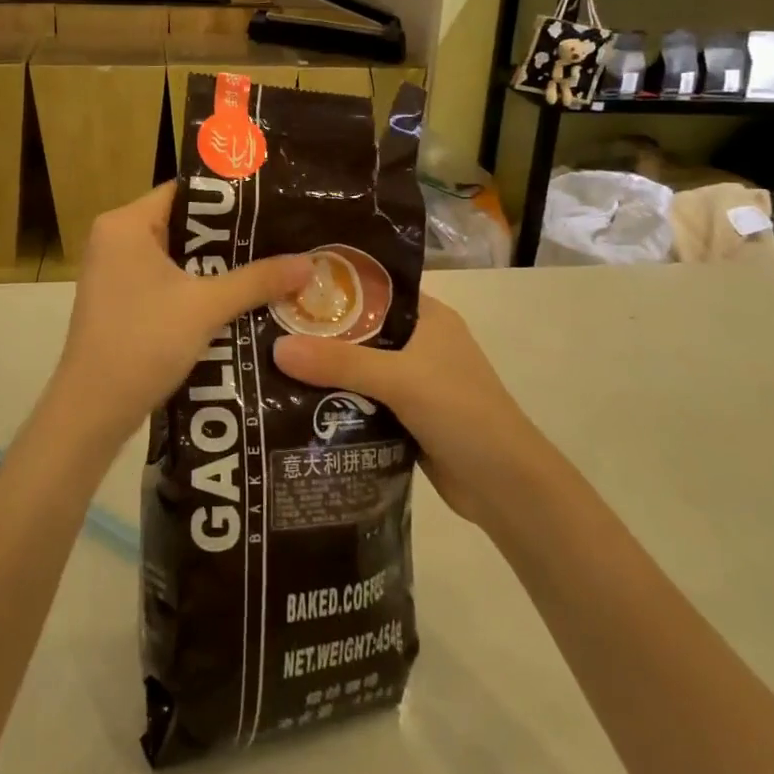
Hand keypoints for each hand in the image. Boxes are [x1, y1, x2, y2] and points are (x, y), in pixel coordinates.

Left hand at [49, 184, 310, 450]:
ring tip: (271, 262)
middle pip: (183, 223)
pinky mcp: (121, 301)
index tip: (272, 202)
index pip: (185, 191)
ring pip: (178, 255)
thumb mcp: (207, 306)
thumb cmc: (144, 341)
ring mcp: (115, 272)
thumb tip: (310, 263)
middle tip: (281, 234)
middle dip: (231, 234)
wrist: (93, 411)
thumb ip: (258, 280)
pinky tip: (239, 296)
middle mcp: (116, 239)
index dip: (229, 197)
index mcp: (126, 224)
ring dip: (218, 264)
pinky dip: (199, 285)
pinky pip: (167, 280)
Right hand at [273, 296, 541, 524]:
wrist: (506, 486)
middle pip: (361, 330)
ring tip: (270, 363)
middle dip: (320, 333)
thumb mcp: (400, 379)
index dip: (333, 287)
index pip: (373, 289)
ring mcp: (415, 382)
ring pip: (360, 367)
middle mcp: (420, 343)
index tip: (285, 287)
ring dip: (326, 370)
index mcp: (428, 317)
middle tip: (267, 328)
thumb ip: (340, 363)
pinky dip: (338, 401)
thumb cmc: (461, 412)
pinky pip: (363, 400)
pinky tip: (297, 403)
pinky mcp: (407, 416)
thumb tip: (277, 348)